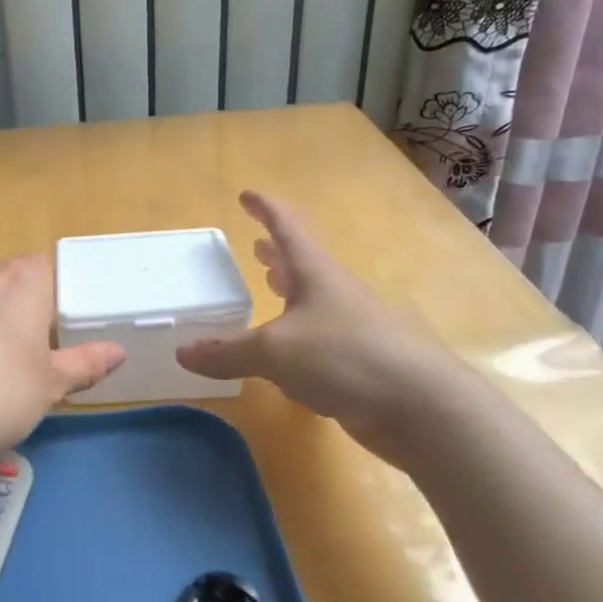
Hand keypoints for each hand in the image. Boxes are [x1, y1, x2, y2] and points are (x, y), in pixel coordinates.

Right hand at [176, 192, 467, 464]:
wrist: (420, 407)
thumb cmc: (345, 358)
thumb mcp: (274, 352)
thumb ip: (227, 351)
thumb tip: (182, 353)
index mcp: (316, 274)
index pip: (286, 228)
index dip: (265, 209)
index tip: (246, 194)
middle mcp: (335, 293)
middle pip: (302, 263)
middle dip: (277, 253)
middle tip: (255, 245)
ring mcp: (352, 327)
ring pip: (312, 300)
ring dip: (289, 291)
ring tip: (268, 286)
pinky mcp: (359, 362)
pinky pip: (319, 338)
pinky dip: (297, 335)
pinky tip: (285, 355)